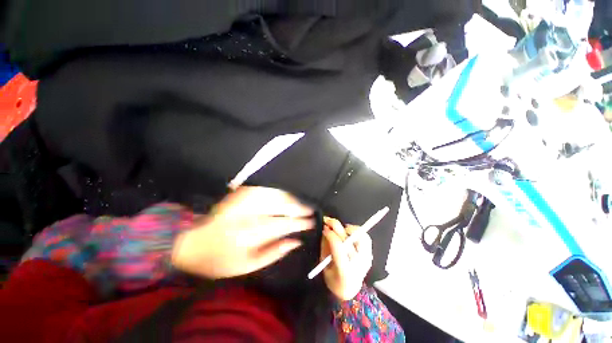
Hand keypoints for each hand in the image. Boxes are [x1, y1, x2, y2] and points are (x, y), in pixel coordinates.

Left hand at [171, 187, 313, 278]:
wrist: (193, 244)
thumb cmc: (220, 260)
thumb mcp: (248, 266)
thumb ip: (274, 252)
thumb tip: (296, 241)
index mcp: (252, 234)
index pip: (285, 224)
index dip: (300, 222)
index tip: (312, 222)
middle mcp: (250, 213)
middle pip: (282, 206)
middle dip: (299, 208)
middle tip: (311, 209)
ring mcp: (244, 201)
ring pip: (274, 195)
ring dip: (290, 198)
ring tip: (301, 202)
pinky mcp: (239, 195)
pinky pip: (263, 190)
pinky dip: (276, 192)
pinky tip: (284, 195)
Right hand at [321, 217, 372, 299]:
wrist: (348, 289)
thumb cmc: (332, 278)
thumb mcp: (324, 264)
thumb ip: (325, 245)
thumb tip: (326, 228)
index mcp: (345, 271)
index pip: (339, 247)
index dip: (331, 234)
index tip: (324, 228)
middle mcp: (358, 265)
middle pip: (350, 239)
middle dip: (337, 227)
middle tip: (329, 221)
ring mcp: (366, 260)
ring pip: (361, 236)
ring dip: (350, 229)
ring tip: (341, 229)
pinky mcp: (370, 255)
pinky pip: (366, 238)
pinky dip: (357, 231)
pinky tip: (349, 233)